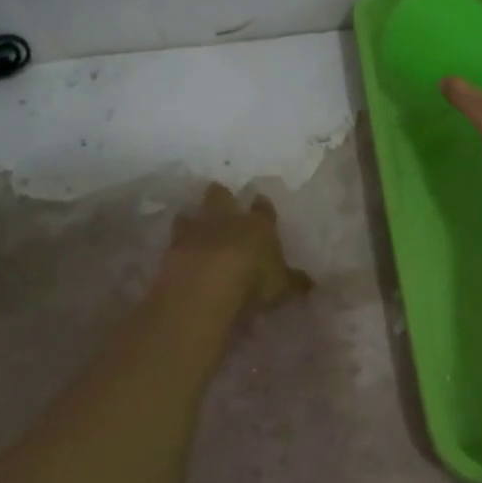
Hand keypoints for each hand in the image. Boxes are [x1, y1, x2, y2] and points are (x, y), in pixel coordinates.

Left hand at [163, 183, 312, 310]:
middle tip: (220, 195)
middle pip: (220, 196)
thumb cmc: (254, 281)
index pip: (262, 209)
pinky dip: (175, 246)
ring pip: (190, 214)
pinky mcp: (171, 250)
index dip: (263, 205)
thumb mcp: (283, 287)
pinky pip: (173, 242)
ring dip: (191, 218)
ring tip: (190, 221)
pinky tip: (176, 252)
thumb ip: (295, 282)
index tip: (261, 200)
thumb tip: (310, 282)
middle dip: (220, 195)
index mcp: (257, 225)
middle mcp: (225, 220)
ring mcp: (195, 232)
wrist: (206, 286)